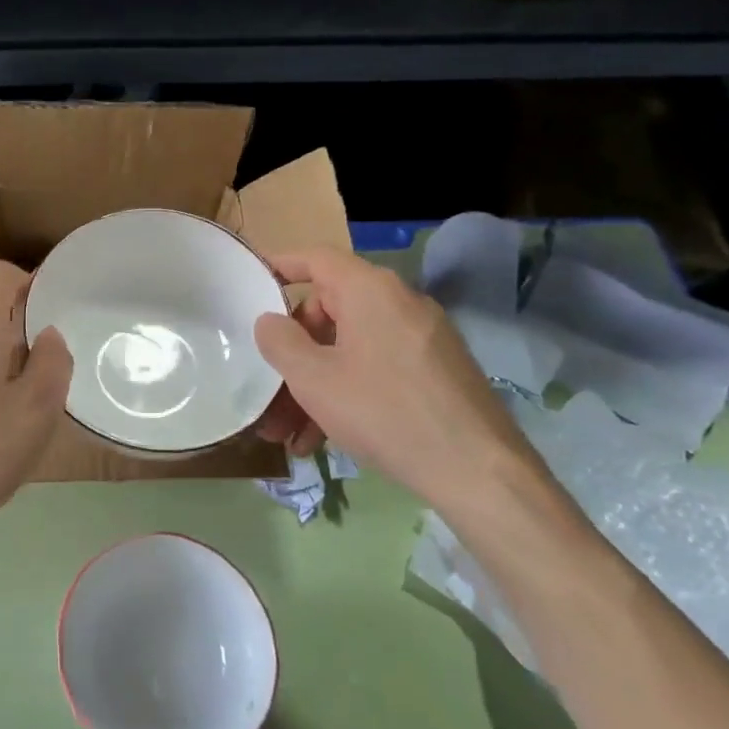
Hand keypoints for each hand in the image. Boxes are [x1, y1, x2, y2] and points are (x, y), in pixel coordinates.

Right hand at [252, 247, 547, 519]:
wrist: (477, 470)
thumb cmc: (383, 411)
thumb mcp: (314, 379)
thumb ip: (280, 342)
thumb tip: (270, 320)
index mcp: (370, 290)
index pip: (316, 258)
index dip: (281, 265)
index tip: (251, 282)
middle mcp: (399, 303)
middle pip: (329, 311)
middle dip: (293, 353)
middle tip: (268, 388)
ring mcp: (422, 338)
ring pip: (350, 349)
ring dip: (313, 386)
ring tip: (287, 434)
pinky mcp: (436, 371)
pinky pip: (376, 369)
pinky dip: (346, 394)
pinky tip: (322, 440)